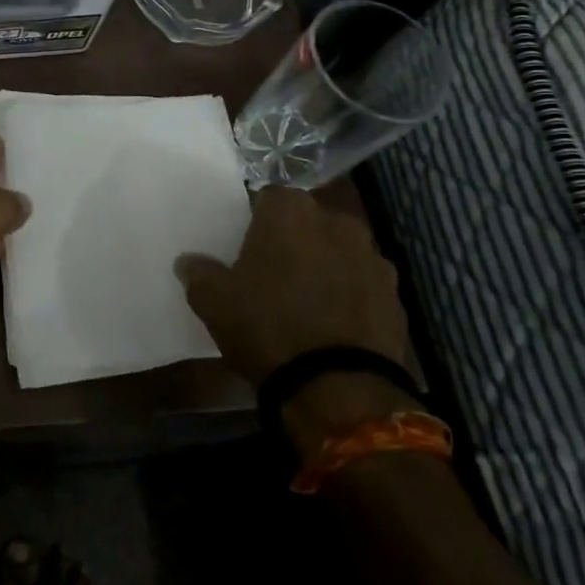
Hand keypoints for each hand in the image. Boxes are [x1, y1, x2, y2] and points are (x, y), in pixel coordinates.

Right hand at [176, 188, 414, 449]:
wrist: (338, 386)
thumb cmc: (267, 327)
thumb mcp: (213, 301)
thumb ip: (199, 273)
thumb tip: (189, 262)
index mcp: (290, 212)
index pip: (268, 198)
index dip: (255, 221)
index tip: (244, 247)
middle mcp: (336, 222)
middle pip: (308, 222)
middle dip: (293, 240)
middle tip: (271, 272)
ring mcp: (372, 258)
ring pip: (338, 251)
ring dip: (324, 266)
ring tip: (305, 301)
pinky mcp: (396, 295)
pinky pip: (362, 284)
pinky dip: (349, 295)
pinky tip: (332, 323)